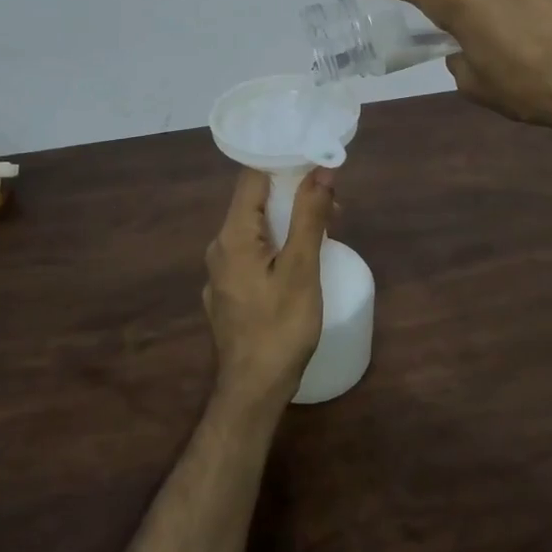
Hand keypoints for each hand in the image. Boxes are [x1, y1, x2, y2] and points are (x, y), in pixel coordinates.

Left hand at [203, 167, 335, 412]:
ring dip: (287, 222)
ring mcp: (220, 273)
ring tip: (325, 231)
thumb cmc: (280, 328)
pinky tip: (299, 263)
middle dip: (292, 195)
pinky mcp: (228, 293)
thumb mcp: (302, 269)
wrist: (253, 391)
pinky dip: (276, 246)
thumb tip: (321, 171)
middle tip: (332, 203)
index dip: (283, 163)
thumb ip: (310, 217)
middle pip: (254, 204)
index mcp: (233, 235)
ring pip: (254, 231)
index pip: (252, 178)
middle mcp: (219, 248)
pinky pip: (252, 254)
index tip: (315, 160)